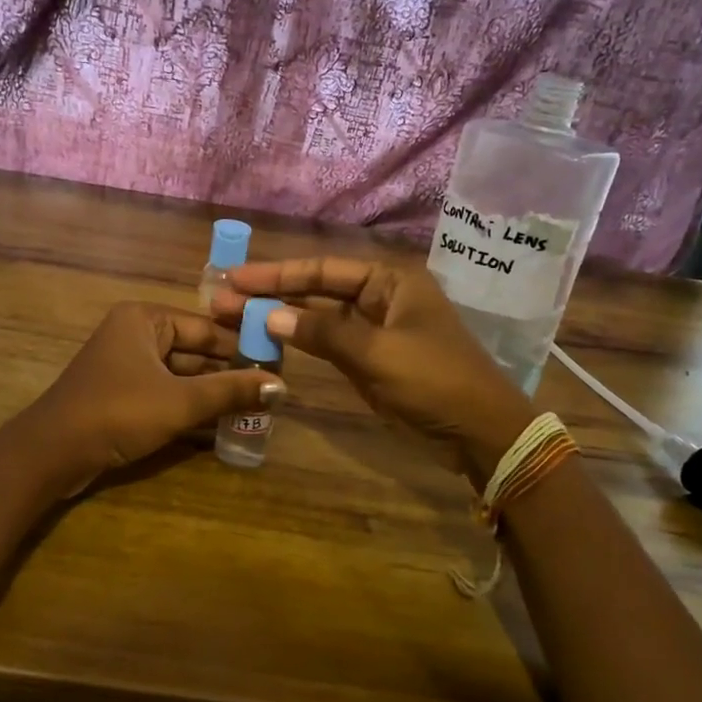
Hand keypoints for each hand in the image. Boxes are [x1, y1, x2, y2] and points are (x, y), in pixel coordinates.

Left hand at [21, 302, 286, 492]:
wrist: (51, 454)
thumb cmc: (117, 412)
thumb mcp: (180, 402)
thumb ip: (230, 392)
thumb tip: (282, 387)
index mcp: (145, 319)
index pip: (207, 327)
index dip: (242, 347)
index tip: (278, 365)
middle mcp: (135, 333)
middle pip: (195, 350)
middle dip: (229, 372)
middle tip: (272, 390)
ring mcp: (126, 364)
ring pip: (181, 373)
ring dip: (212, 392)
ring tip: (256, 407)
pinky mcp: (121, 393)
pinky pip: (166, 391)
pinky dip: (190, 405)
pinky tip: (222, 421)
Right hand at [213, 257, 533, 487]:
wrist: (479, 432)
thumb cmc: (435, 381)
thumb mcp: (378, 353)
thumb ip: (323, 333)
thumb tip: (269, 317)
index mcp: (389, 281)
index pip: (323, 269)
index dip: (276, 274)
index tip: (236, 278)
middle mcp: (380, 297)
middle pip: (316, 291)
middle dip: (271, 294)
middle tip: (222, 298)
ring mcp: (374, 330)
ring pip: (318, 319)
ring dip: (280, 319)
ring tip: (234, 317)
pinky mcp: (370, 360)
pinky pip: (327, 345)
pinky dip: (299, 343)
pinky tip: (267, 341)